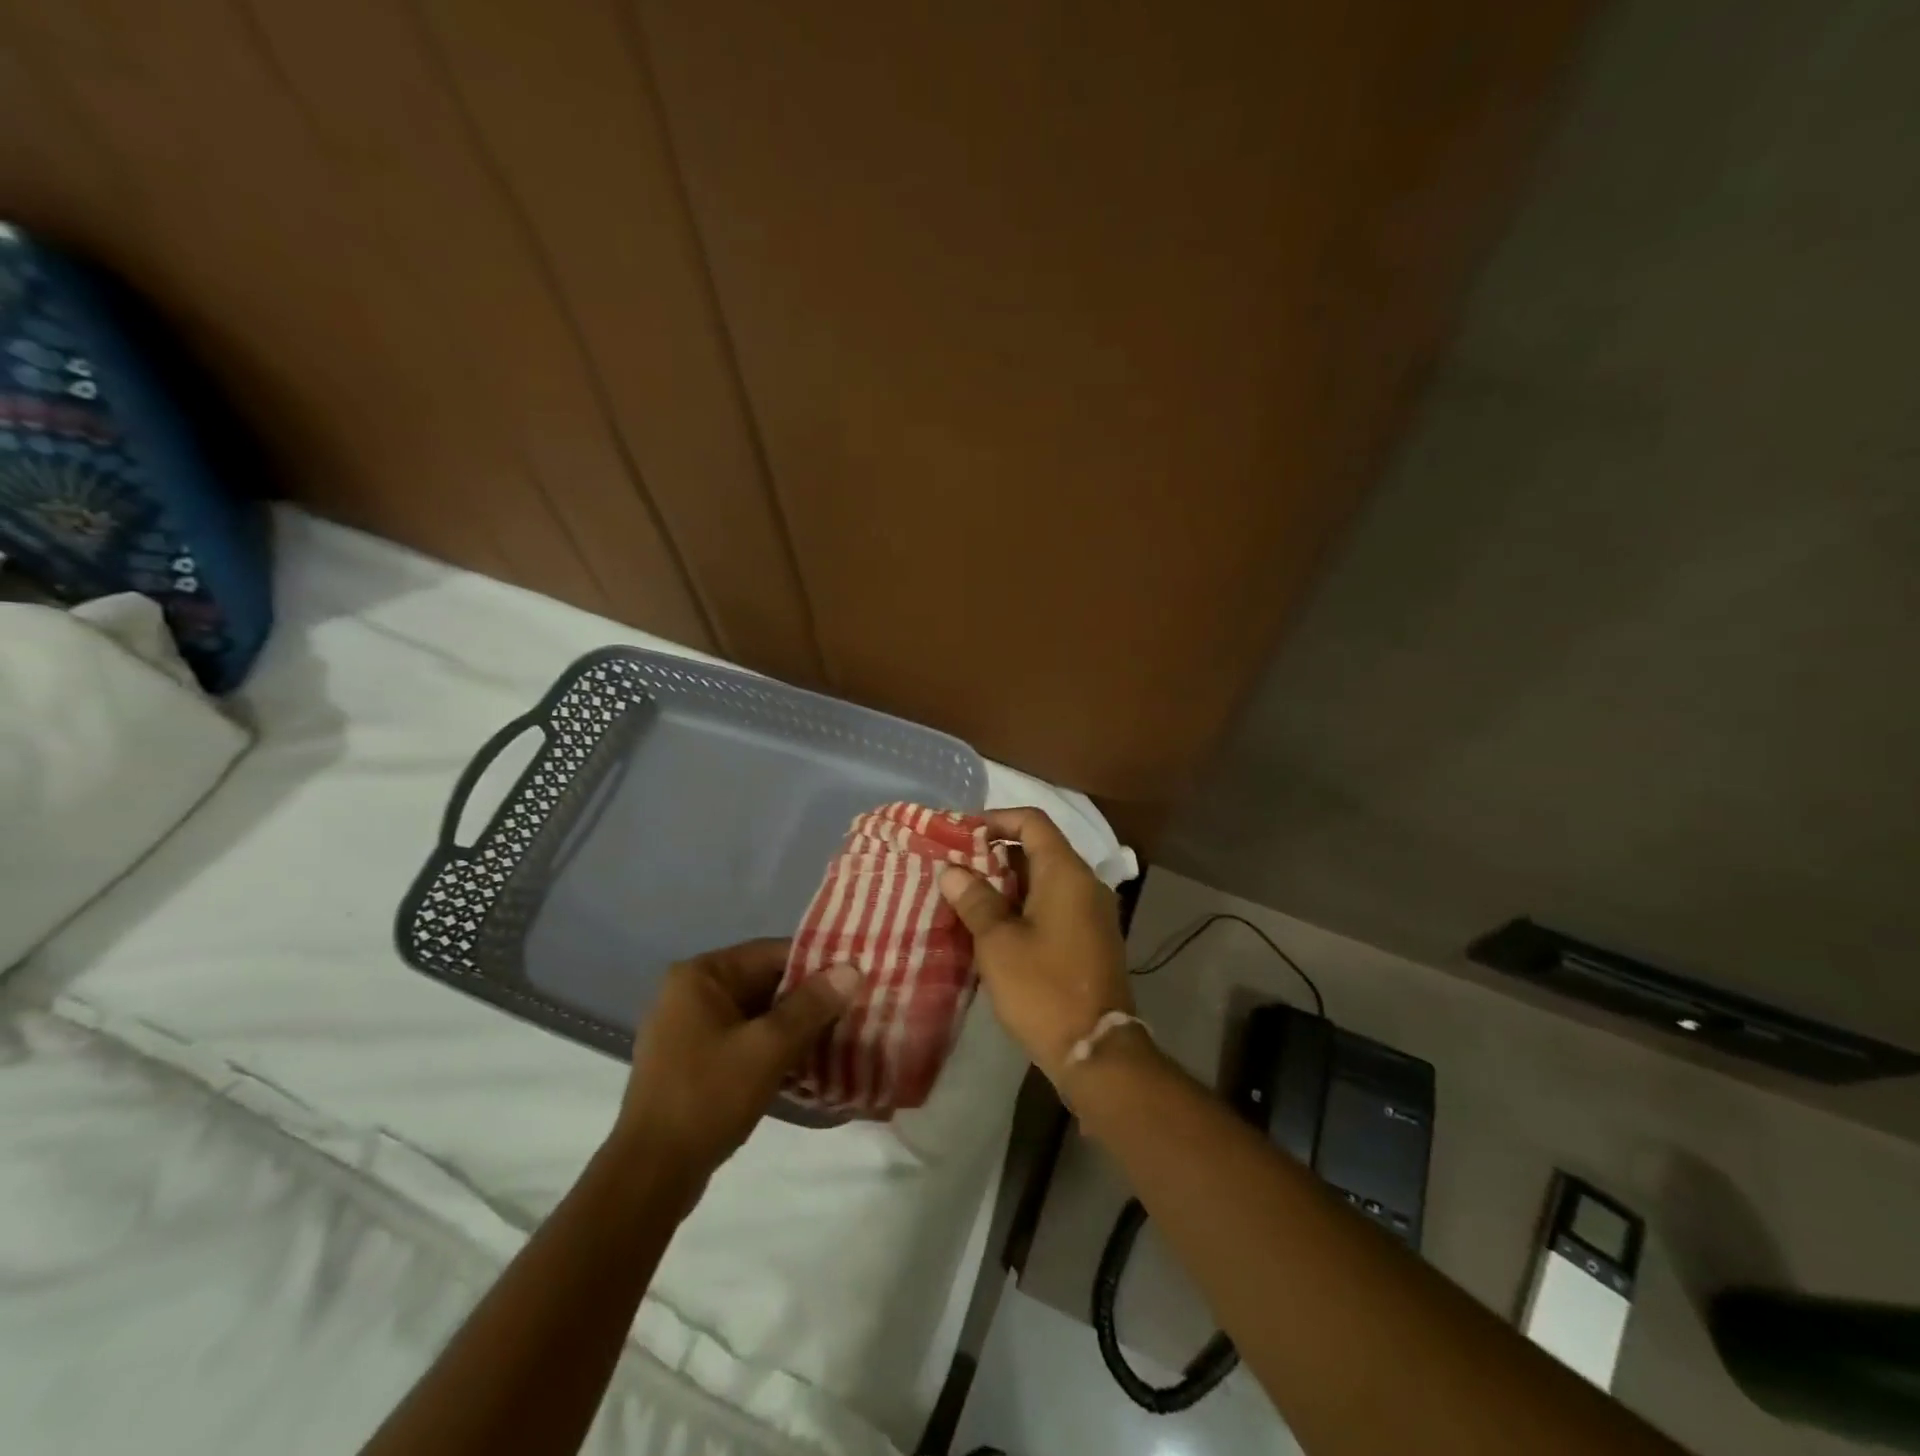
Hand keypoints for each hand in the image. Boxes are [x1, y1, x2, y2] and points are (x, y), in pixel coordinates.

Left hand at [617, 939, 857, 1184]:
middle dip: (807, 999)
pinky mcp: (690, 1062)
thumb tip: (851, 969)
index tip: (854, 981)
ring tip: (838, 1037)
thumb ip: (811, 1006)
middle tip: (853, 1011)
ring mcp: (686, 1029)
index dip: (817, 965)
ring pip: (755, 1014)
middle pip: (763, 982)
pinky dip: (771, 1048)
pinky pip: (742, 1039)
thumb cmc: (708, 1098)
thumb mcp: (768, 1048)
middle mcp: (689, 992)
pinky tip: (805, 1065)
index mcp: (701, 975)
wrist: (651, 1176)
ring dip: (793, 1026)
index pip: (771, 954)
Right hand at [937, 807, 1133, 1091]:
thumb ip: (975, 899)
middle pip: (1039, 848)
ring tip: (968, 896)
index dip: (996, 819)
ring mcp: (1092, 911)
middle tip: (957, 868)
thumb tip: (953, 870)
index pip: (1032, 822)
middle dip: (996, 853)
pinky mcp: (1092, 937)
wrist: (1096, 1050)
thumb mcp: (998, 942)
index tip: (962, 834)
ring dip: (1009, 881)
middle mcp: (1085, 883)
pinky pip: (1055, 903)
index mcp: (1066, 873)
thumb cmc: (1043, 988)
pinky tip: (995, 925)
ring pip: (1046, 878)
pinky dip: (1025, 903)